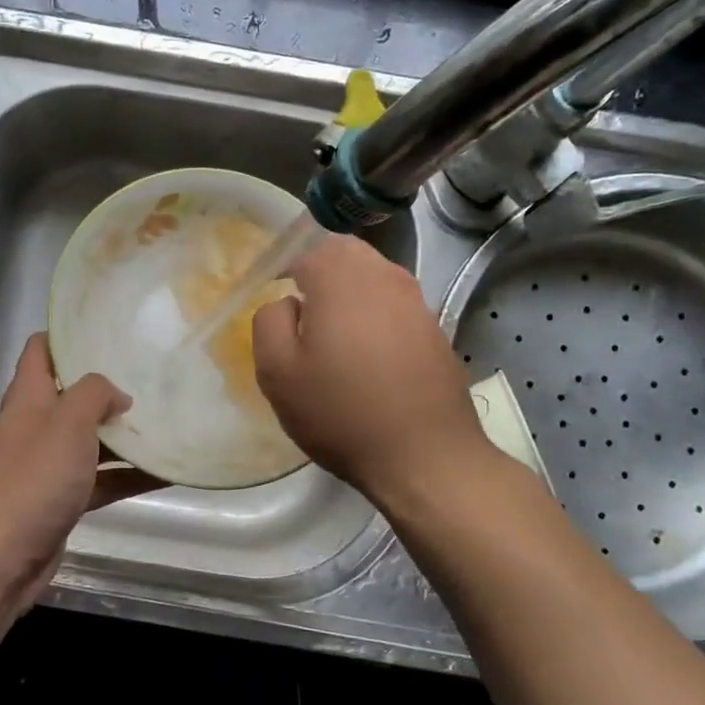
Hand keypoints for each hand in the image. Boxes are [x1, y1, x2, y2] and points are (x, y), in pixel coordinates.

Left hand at [0, 333, 160, 613]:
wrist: (0, 557)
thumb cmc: (33, 479)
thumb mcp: (68, 422)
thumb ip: (94, 394)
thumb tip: (116, 395)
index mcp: (27, 399)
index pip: (41, 351)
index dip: (68, 336)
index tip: (107, 332)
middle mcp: (33, 427)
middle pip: (70, 396)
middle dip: (107, 389)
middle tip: (150, 378)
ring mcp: (45, 466)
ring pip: (88, 441)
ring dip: (122, 436)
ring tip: (166, 424)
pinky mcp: (58, 501)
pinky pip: (97, 480)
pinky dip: (125, 476)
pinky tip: (163, 474)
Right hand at [253, 233, 488, 510]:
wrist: (426, 456)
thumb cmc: (342, 412)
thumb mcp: (277, 373)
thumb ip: (269, 322)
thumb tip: (286, 303)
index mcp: (341, 277)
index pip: (305, 247)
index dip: (283, 268)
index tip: (272, 298)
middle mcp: (384, 276)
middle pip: (343, 254)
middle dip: (318, 272)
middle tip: (300, 312)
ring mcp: (416, 301)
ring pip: (372, 277)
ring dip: (348, 294)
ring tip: (332, 336)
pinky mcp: (435, 329)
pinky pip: (394, 306)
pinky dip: (374, 317)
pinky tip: (367, 358)